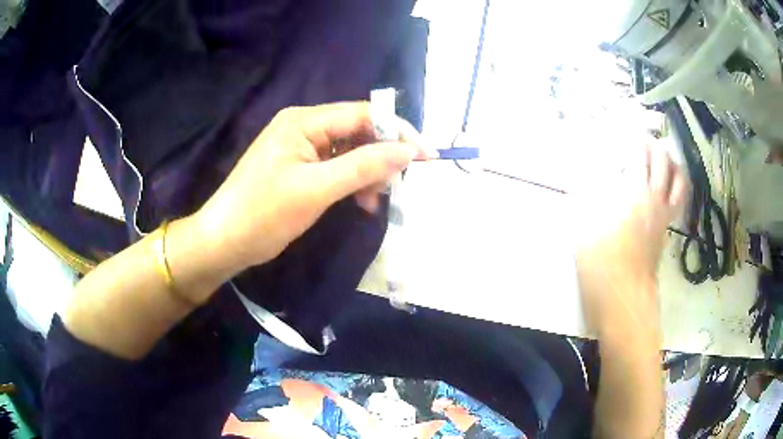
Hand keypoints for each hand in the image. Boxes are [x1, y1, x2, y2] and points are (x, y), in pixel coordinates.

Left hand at [193, 102, 428, 274]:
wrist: (223, 241)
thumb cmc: (263, 214)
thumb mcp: (316, 189)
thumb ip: (363, 166)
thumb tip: (408, 151)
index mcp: (304, 121)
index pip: (363, 114)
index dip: (398, 132)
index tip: (427, 156)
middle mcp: (303, 126)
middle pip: (357, 131)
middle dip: (380, 157)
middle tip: (392, 187)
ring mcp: (300, 147)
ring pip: (349, 151)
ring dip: (367, 173)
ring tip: (372, 201)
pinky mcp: (299, 167)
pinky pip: (336, 166)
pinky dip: (351, 182)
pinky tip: (359, 202)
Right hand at [576, 140, 688, 335]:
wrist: (624, 298)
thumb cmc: (603, 264)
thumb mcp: (584, 229)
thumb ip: (584, 199)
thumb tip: (579, 178)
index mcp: (634, 194)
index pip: (639, 155)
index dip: (635, 136)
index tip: (629, 127)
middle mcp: (654, 199)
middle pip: (663, 162)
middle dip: (654, 144)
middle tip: (644, 139)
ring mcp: (664, 216)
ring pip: (679, 181)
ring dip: (673, 163)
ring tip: (664, 156)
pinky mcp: (666, 231)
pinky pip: (679, 200)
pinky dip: (678, 186)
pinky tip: (669, 185)